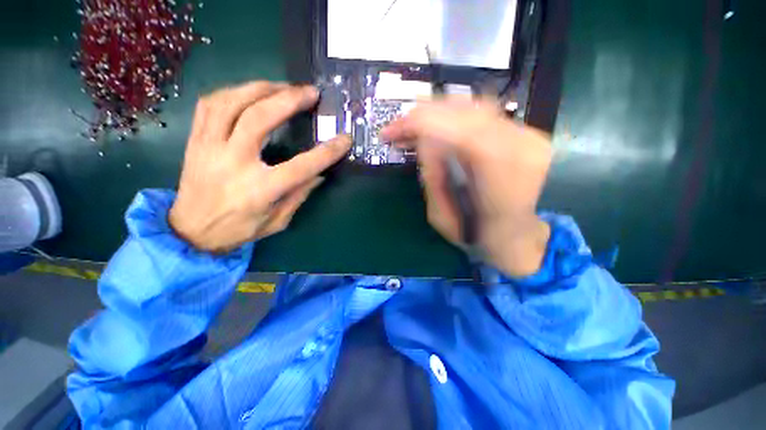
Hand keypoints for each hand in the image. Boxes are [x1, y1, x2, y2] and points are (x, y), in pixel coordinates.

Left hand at [169, 82, 350, 251]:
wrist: (191, 231)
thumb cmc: (239, 229)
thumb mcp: (278, 221)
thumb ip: (299, 195)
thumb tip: (319, 174)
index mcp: (260, 189)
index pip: (301, 166)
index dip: (327, 152)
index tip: (344, 139)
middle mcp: (233, 163)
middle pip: (259, 119)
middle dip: (289, 100)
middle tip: (310, 92)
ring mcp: (209, 148)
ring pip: (231, 103)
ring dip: (260, 88)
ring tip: (283, 86)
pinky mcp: (195, 141)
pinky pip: (210, 105)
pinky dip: (232, 92)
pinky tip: (250, 92)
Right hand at [381, 98, 551, 276]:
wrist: (515, 235)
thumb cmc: (478, 236)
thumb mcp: (441, 216)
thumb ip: (432, 176)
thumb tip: (421, 140)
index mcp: (501, 175)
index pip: (458, 130)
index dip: (420, 124)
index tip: (391, 133)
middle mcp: (521, 146)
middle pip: (464, 111)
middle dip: (423, 116)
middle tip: (397, 129)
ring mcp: (526, 136)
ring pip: (471, 107)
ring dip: (435, 114)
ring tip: (412, 127)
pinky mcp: (523, 132)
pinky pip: (480, 114)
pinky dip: (452, 117)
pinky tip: (436, 127)